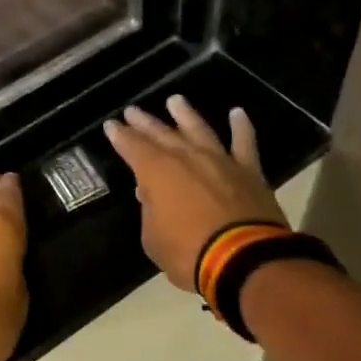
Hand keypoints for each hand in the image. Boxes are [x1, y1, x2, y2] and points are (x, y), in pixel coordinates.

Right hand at [103, 97, 285, 289]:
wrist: (242, 260)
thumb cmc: (188, 253)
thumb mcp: (153, 239)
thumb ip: (150, 211)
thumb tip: (149, 193)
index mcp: (157, 173)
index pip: (132, 148)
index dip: (120, 136)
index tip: (111, 125)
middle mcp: (188, 158)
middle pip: (162, 134)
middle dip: (145, 123)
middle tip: (133, 110)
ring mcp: (220, 161)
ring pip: (200, 130)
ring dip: (186, 115)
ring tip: (175, 101)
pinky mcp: (249, 172)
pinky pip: (244, 143)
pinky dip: (241, 127)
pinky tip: (237, 114)